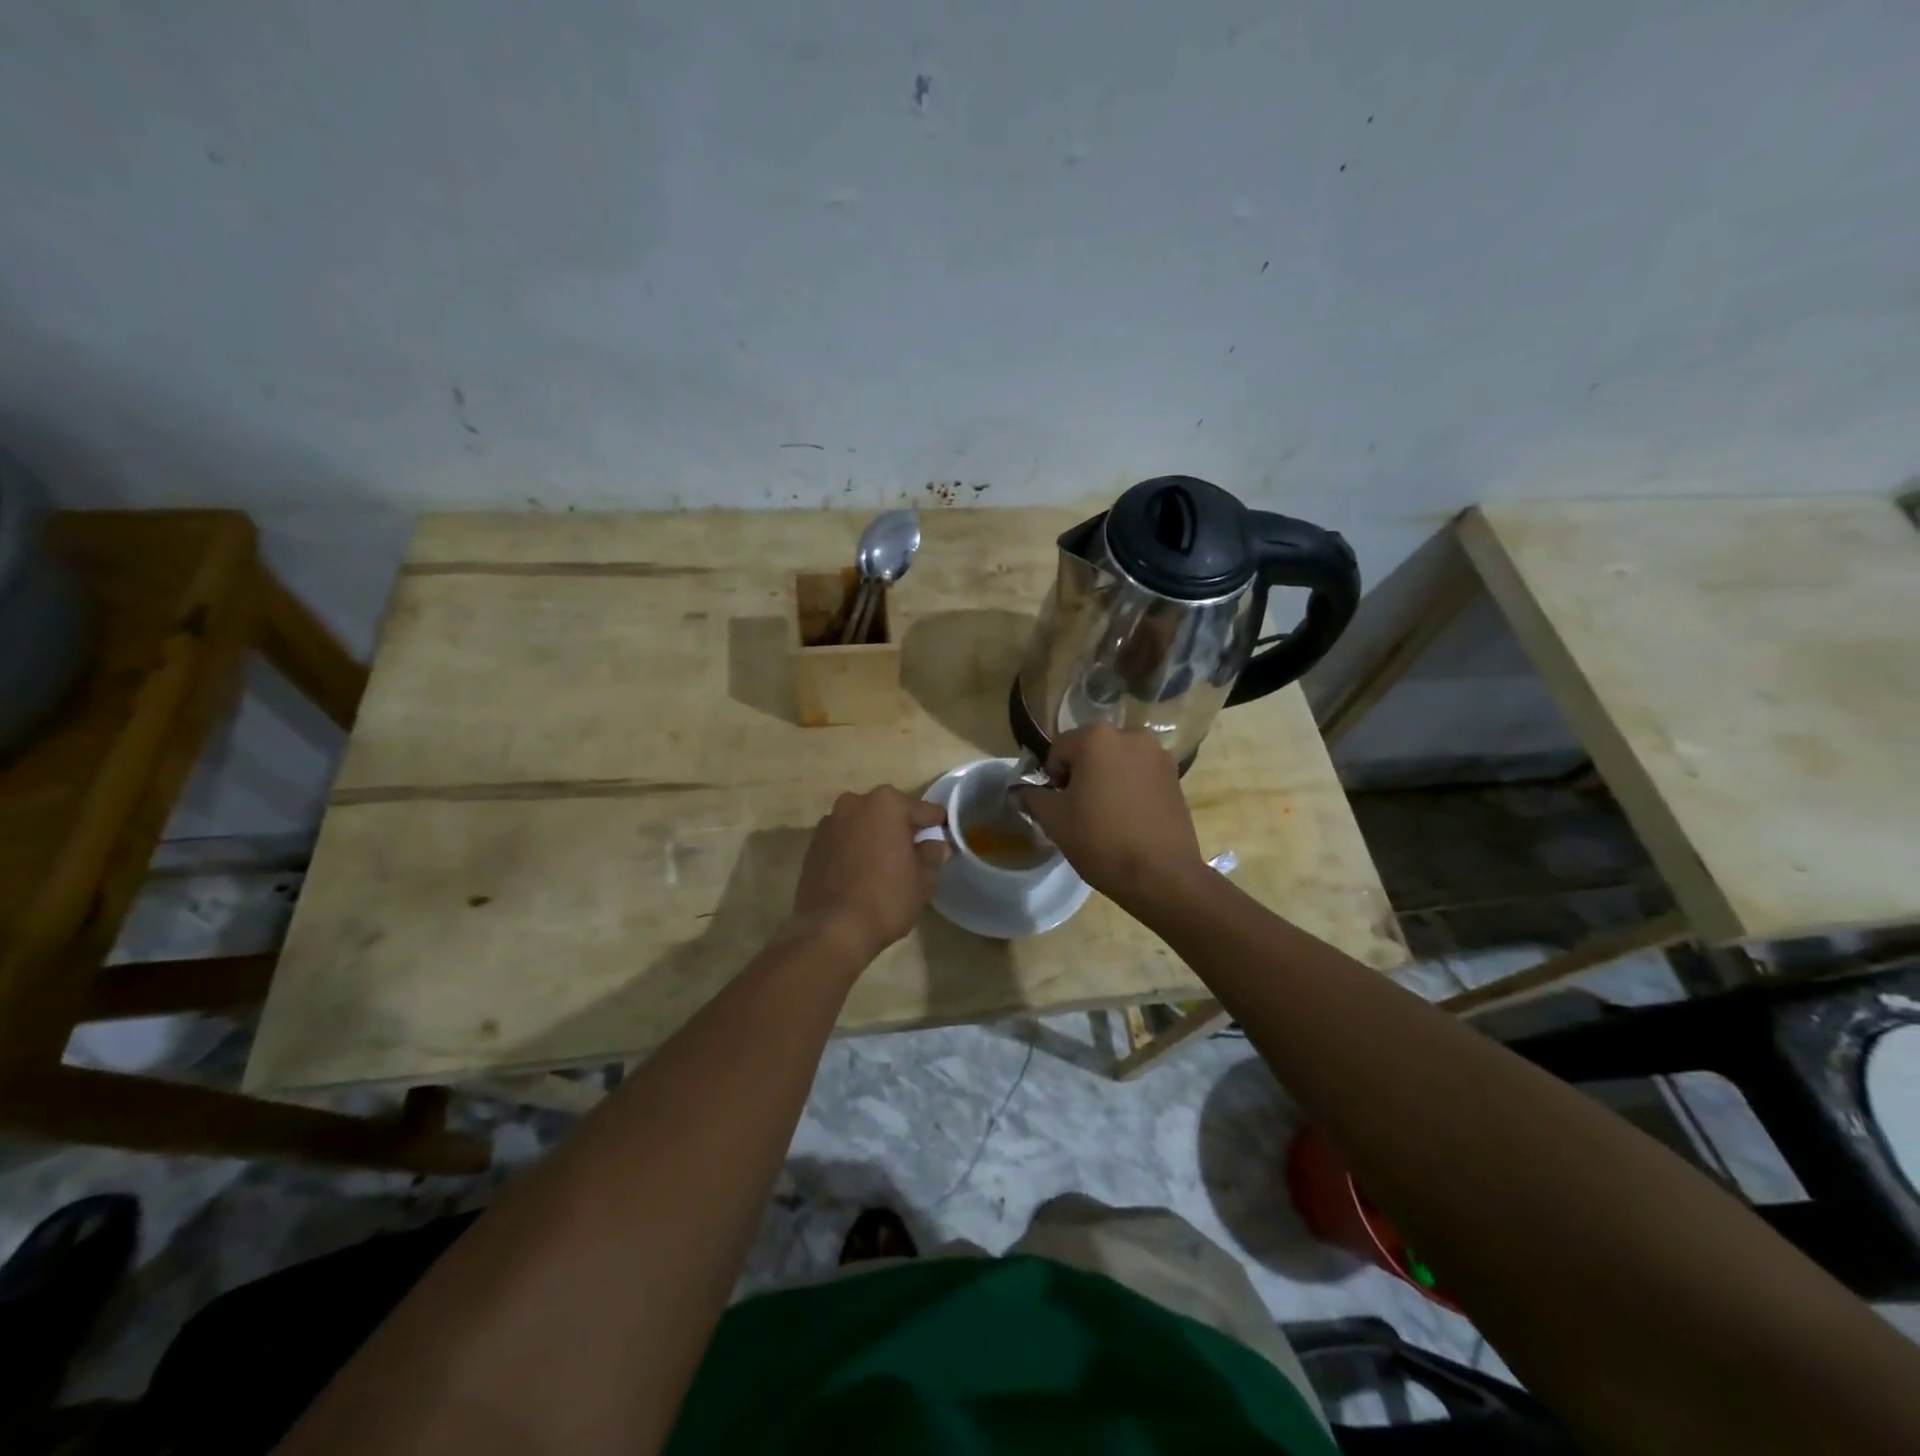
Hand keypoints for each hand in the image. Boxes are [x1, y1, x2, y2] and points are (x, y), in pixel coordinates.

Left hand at [788, 787, 949, 965]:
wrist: (831, 930)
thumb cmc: (885, 898)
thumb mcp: (923, 880)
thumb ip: (932, 855)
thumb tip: (936, 845)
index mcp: (887, 803)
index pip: (923, 811)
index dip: (936, 827)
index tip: (944, 840)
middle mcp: (854, 803)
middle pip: (889, 813)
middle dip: (902, 830)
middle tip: (915, 855)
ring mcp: (829, 823)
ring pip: (864, 825)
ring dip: (875, 838)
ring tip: (886, 866)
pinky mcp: (813, 845)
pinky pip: (844, 841)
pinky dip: (855, 850)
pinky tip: (861, 874)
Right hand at [1014, 725, 1205, 904]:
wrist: (1161, 875)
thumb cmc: (1101, 840)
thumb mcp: (1054, 819)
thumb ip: (1032, 798)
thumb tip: (1016, 791)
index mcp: (1097, 737)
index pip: (1058, 750)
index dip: (1051, 778)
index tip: (1057, 806)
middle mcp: (1131, 735)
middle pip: (1090, 751)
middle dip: (1080, 775)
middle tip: (1078, 811)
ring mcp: (1157, 755)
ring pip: (1116, 762)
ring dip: (1106, 780)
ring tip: (1104, 816)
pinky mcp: (1175, 776)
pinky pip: (1139, 775)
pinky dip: (1129, 788)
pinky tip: (1127, 818)